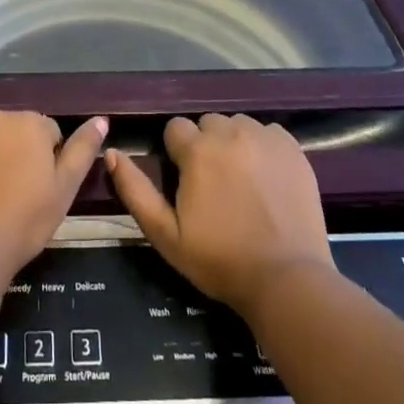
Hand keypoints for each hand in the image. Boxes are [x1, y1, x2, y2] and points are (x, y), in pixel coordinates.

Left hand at [0, 109, 107, 280]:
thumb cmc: (23, 223)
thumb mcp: (64, 190)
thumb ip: (83, 150)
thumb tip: (101, 119)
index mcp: (29, 123)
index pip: (47, 133)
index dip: (46, 162)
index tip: (37, 191)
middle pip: (12, 131)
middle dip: (15, 153)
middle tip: (11, 195)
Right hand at [107, 113, 332, 315]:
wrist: (286, 279)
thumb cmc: (219, 260)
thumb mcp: (165, 233)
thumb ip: (134, 189)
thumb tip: (111, 152)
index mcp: (197, 150)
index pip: (175, 128)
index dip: (176, 153)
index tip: (185, 180)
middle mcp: (230, 133)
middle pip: (207, 124)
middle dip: (205, 146)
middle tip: (213, 183)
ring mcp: (265, 138)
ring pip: (237, 125)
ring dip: (233, 143)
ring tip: (240, 179)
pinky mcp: (293, 148)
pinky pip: (268, 132)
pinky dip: (263, 147)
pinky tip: (266, 176)